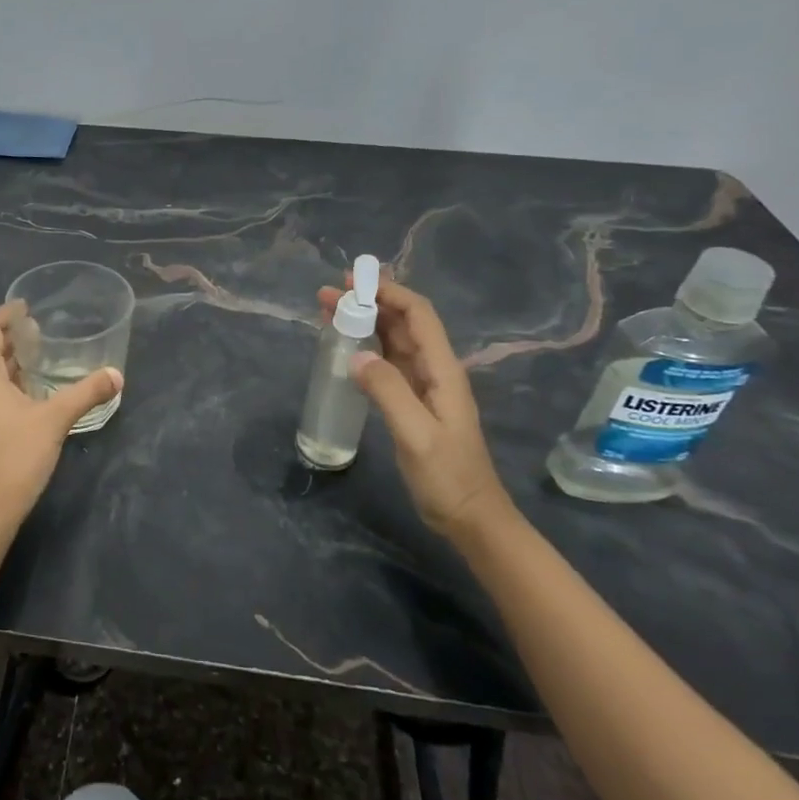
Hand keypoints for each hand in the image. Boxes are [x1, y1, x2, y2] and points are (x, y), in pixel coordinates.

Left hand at [0, 302, 122, 530]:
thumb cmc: (17, 456)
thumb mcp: (56, 419)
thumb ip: (86, 393)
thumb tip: (116, 375)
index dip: (4, 315)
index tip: (25, 305)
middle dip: (11, 339)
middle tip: (39, 330)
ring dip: (9, 363)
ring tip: (38, 357)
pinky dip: (6, 384)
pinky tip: (30, 393)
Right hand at [316, 277, 507, 538]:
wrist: (470, 517)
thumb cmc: (447, 477)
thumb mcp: (417, 435)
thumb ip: (389, 391)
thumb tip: (357, 354)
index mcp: (443, 371)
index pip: (418, 316)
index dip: (389, 292)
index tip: (353, 282)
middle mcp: (434, 370)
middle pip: (403, 323)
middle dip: (370, 302)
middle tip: (328, 294)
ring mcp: (424, 386)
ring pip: (393, 340)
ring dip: (365, 321)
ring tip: (329, 311)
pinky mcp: (412, 402)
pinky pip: (387, 363)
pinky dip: (366, 346)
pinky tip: (346, 347)